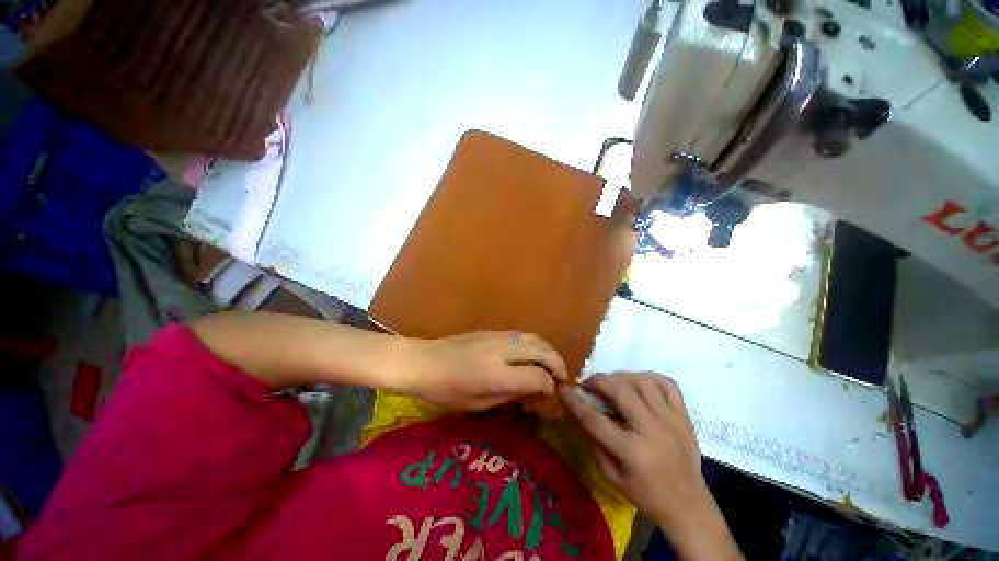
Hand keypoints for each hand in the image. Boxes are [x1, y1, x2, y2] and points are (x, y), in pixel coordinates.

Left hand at [400, 332, 567, 410]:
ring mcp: (499, 336)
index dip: (550, 387)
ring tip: (552, 366)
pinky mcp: (493, 331)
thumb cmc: (447, 390)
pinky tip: (532, 355)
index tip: (552, 395)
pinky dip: (535, 344)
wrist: (424, 361)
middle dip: (557, 364)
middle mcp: (504, 350)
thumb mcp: (479, 403)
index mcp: (499, 374)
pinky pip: (522, 335)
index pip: (539, 376)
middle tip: (563, 378)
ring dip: (548, 351)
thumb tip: (534, 391)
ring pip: (534, 338)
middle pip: (542, 350)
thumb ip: (510, 395)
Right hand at [560, 373, 742, 560]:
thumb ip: (593, 440)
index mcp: (632, 452)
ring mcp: (672, 420)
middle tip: (589, 384)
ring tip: (612, 384)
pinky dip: (649, 377)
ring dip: (621, 377)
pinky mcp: (684, 415)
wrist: (688, 505)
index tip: (563, 389)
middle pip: (619, 390)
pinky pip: (667, 383)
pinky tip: (638, 383)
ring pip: (642, 381)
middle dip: (598, 381)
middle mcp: (652, 430)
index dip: (574, 402)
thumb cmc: (645, 494)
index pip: (594, 419)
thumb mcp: (611, 475)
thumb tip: (580, 411)